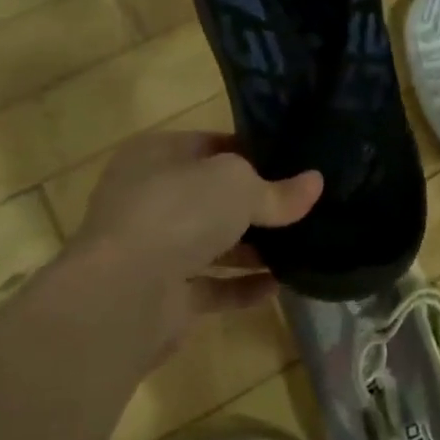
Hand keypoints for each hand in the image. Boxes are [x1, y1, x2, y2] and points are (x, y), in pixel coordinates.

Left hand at [73, 131, 321, 330]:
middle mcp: (149, 198)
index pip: (211, 144)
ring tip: (302, 246)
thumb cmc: (178, 212)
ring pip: (212, 242)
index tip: (294, 161)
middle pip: (212, 196)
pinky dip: (243, 286)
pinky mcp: (162, 295)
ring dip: (253, 248)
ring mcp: (153, 249)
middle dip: (256, 203)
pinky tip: (280, 286)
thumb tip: (315, 183)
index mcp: (156, 155)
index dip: (253, 151)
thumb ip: (277, 189)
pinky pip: (212, 286)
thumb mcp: (238, 186)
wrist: (124, 294)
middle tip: (304, 205)